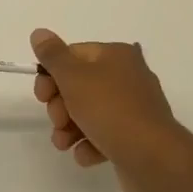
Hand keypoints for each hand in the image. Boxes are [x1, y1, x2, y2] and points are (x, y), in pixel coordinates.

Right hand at [31, 28, 187, 191]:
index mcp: (116, 55)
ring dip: (69, 128)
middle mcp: (128, 76)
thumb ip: (53, 54)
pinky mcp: (136, 136)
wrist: (153, 159)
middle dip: (60, 106)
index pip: (73, 55)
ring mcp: (134, 108)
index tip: (42, 95)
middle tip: (57, 120)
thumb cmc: (110, 110)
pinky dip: (91, 144)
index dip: (51, 74)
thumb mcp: (74, 77)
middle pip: (79, 85)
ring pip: (89, 112)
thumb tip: (39, 32)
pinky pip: (105, 135)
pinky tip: (86, 155)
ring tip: (64, 144)